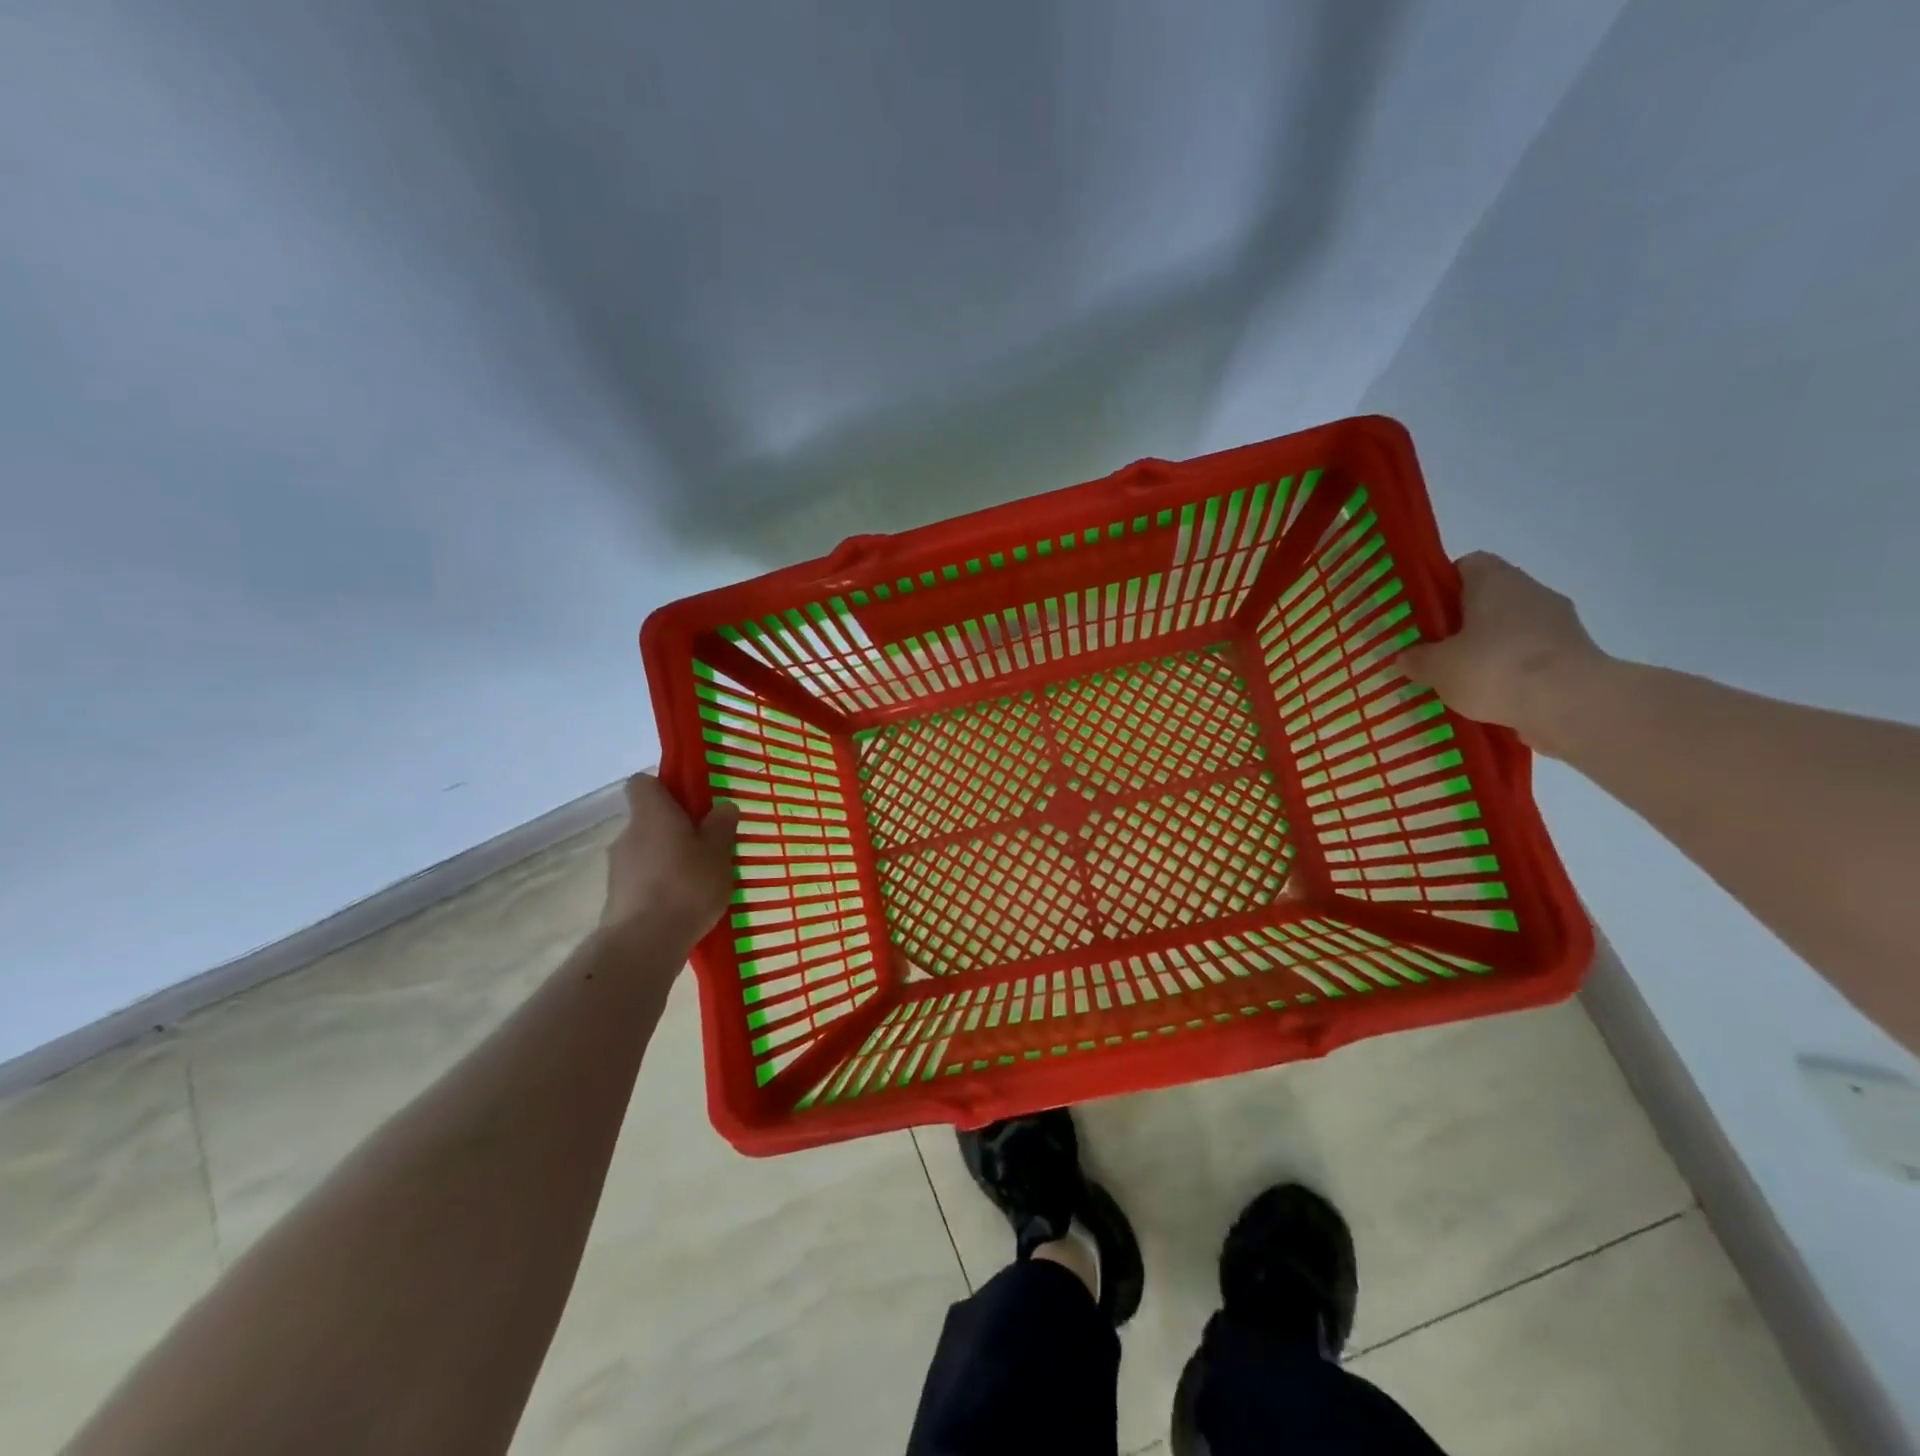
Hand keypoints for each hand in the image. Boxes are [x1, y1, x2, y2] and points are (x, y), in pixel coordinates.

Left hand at [600, 774, 739, 947]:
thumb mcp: (718, 852)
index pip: (642, 783)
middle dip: (675, 830)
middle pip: (649, 820)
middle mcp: (628, 834)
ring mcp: (618, 868)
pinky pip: (643, 880)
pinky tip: (684, 905)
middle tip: (707, 847)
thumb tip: (722, 806)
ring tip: (699, 882)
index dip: (664, 788)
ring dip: (668, 860)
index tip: (690, 803)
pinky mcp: (616, 898)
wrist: (644, 943)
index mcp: (651, 813)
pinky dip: (660, 886)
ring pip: (647, 852)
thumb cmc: (686, 885)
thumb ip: (721, 825)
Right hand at [1398, 552, 1608, 757]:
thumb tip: (1407, 656)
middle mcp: (1530, 590)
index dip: (1443, 585)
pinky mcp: (1576, 651)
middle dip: (1465, 621)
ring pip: (1513, 626)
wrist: (1572, 703)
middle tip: (1437, 649)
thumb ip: (1417, 659)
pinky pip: (1533, 653)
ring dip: (1491, 646)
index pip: (1467, 565)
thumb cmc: (1494, 668)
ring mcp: (1559, 620)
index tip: (1426, 613)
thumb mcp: (1437, 667)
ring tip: (1464, 678)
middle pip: (1490, 596)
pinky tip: (1495, 694)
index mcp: (1494, 580)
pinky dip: (1514, 668)